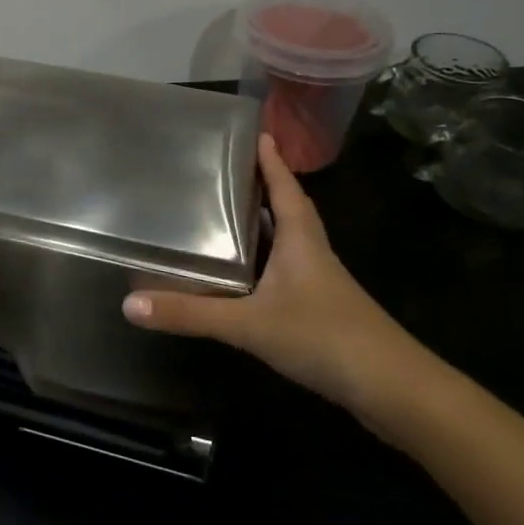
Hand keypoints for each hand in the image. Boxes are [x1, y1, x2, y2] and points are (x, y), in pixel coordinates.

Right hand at [122, 133, 423, 418]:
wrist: (394, 391)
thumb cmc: (325, 339)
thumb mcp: (250, 324)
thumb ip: (191, 314)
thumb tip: (130, 304)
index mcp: (302, 241)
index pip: (285, 189)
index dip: (270, 162)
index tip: (257, 133)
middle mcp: (312, 254)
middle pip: (287, 210)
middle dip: (262, 189)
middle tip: (226, 171)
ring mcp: (319, 284)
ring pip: (287, 243)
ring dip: (262, 226)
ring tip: (225, 214)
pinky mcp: (320, 312)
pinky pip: (285, 273)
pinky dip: (263, 263)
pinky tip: (242, 276)